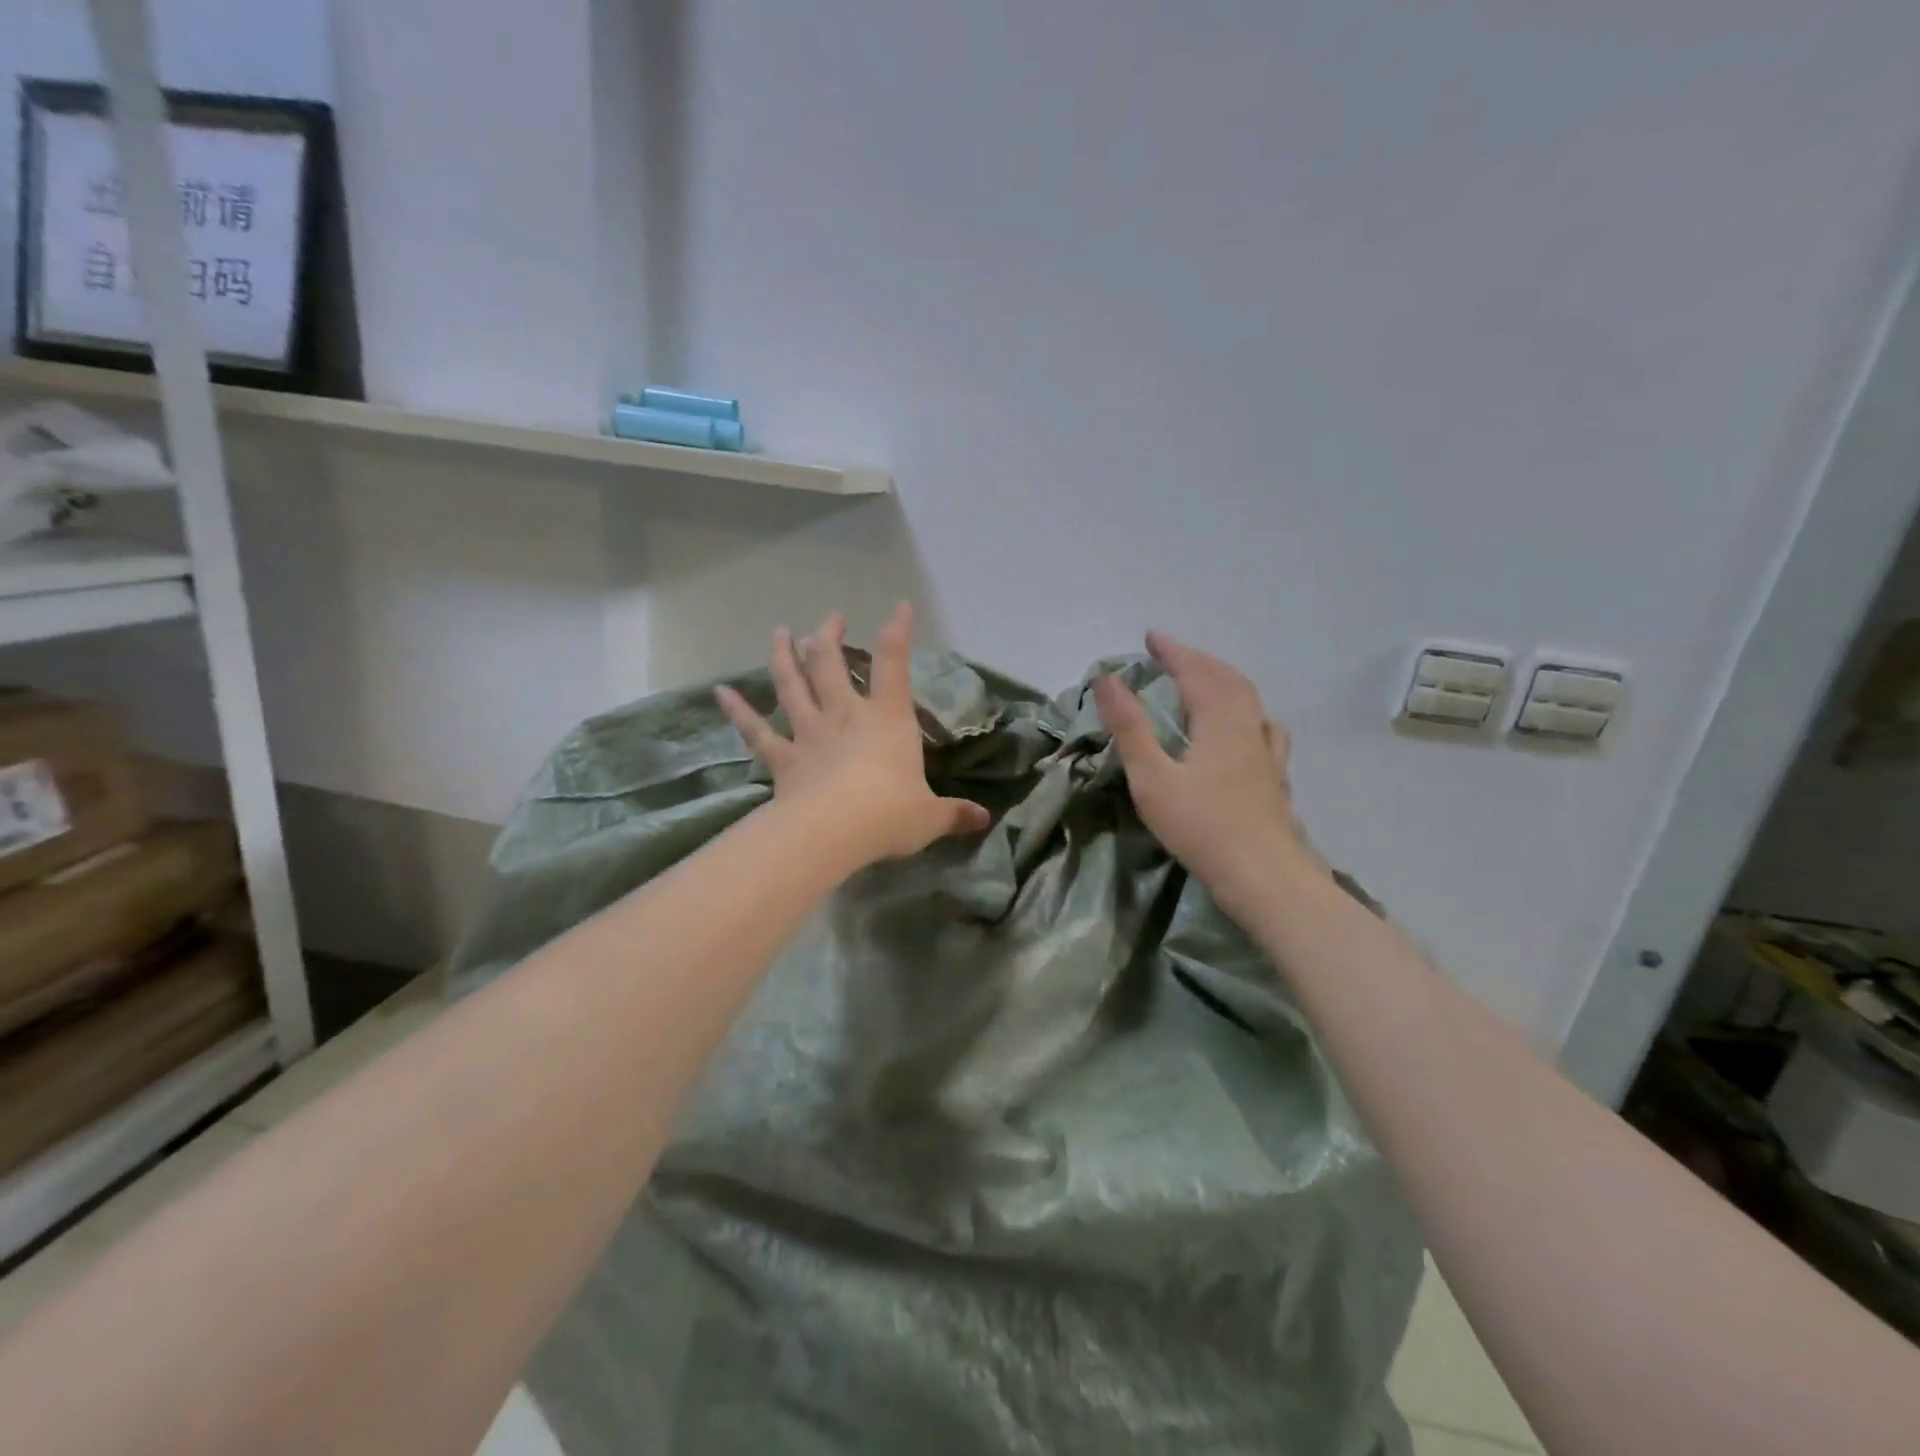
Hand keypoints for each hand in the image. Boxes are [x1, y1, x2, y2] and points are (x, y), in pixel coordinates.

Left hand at [715, 604, 989, 864]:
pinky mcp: (783, 758)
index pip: (895, 665)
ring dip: (784, 656)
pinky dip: (738, 711)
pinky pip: (756, 731)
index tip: (899, 608)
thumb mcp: (930, 817)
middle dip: (831, 636)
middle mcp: (846, 715)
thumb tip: (984, 820)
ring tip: (779, 632)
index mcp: (887, 718)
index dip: (898, 632)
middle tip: (831, 618)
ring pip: (793, 685)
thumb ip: (954, 814)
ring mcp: (810, 733)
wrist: (834, 832)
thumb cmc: (889, 814)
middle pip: (832, 663)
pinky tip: (721, 692)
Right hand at [1093, 632, 1324, 914]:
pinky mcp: (1274, 777)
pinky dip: (1246, 711)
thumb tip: (1107, 679)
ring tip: (1204, 680)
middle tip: (1171, 655)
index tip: (1150, 637)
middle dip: (1198, 661)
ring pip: (1249, 701)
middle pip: (1227, 679)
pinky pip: (1263, 727)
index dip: (1173, 651)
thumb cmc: (1201, 826)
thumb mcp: (1152, 777)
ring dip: (1223, 681)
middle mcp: (1248, 727)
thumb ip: (1130, 727)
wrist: (1263, 876)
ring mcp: (1267, 753)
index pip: (1195, 672)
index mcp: (1219, 721)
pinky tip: (1247, 726)